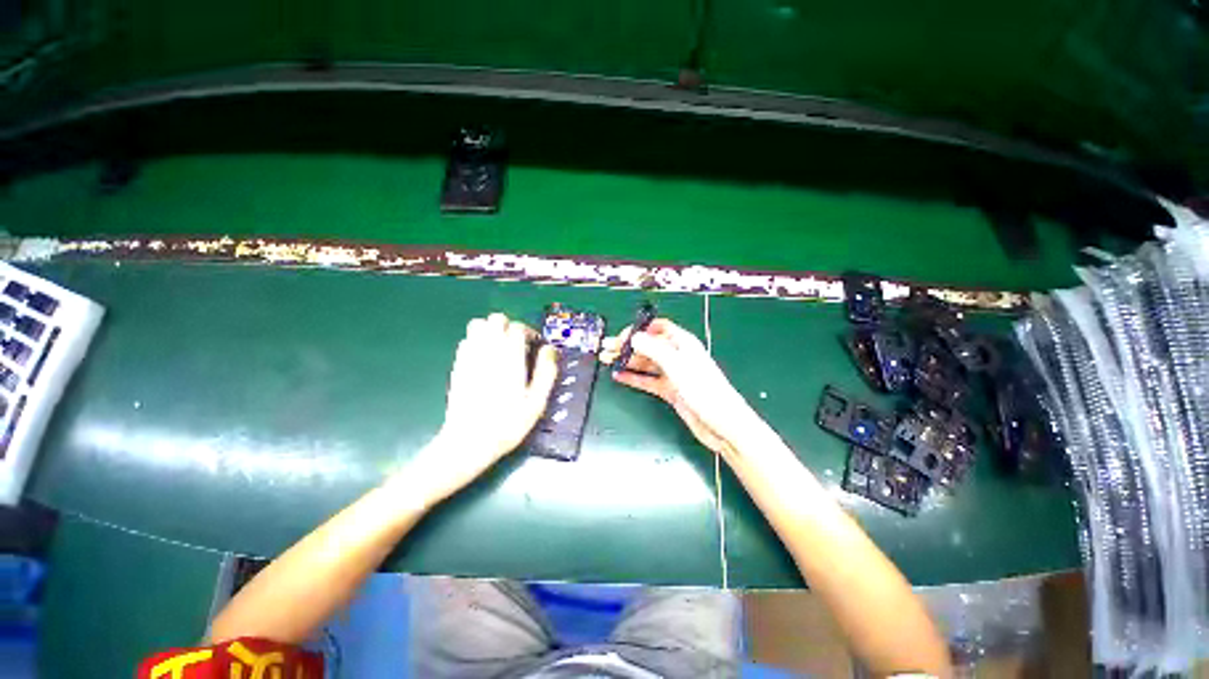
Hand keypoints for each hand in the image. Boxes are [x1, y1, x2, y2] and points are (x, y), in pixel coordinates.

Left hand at [403, 313, 558, 503]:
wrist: (469, 441)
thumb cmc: (508, 423)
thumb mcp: (537, 401)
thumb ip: (546, 371)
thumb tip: (550, 350)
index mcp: (510, 357)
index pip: (518, 327)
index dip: (529, 332)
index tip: (534, 345)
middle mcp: (488, 350)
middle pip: (496, 319)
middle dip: (509, 326)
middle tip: (517, 344)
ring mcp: (469, 356)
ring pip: (477, 325)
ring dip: (491, 330)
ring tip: (500, 347)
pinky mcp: (457, 365)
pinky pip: (466, 341)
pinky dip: (477, 342)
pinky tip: (484, 359)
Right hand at [602, 318, 758, 458]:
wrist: (722, 424)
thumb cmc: (703, 389)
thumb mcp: (676, 365)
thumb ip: (654, 349)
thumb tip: (633, 337)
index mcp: (682, 343)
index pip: (657, 328)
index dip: (639, 330)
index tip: (621, 338)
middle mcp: (676, 355)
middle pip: (648, 346)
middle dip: (627, 346)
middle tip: (605, 349)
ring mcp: (673, 374)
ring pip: (646, 363)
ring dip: (627, 361)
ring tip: (606, 361)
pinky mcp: (670, 391)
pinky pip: (648, 381)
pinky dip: (634, 378)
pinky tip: (619, 376)